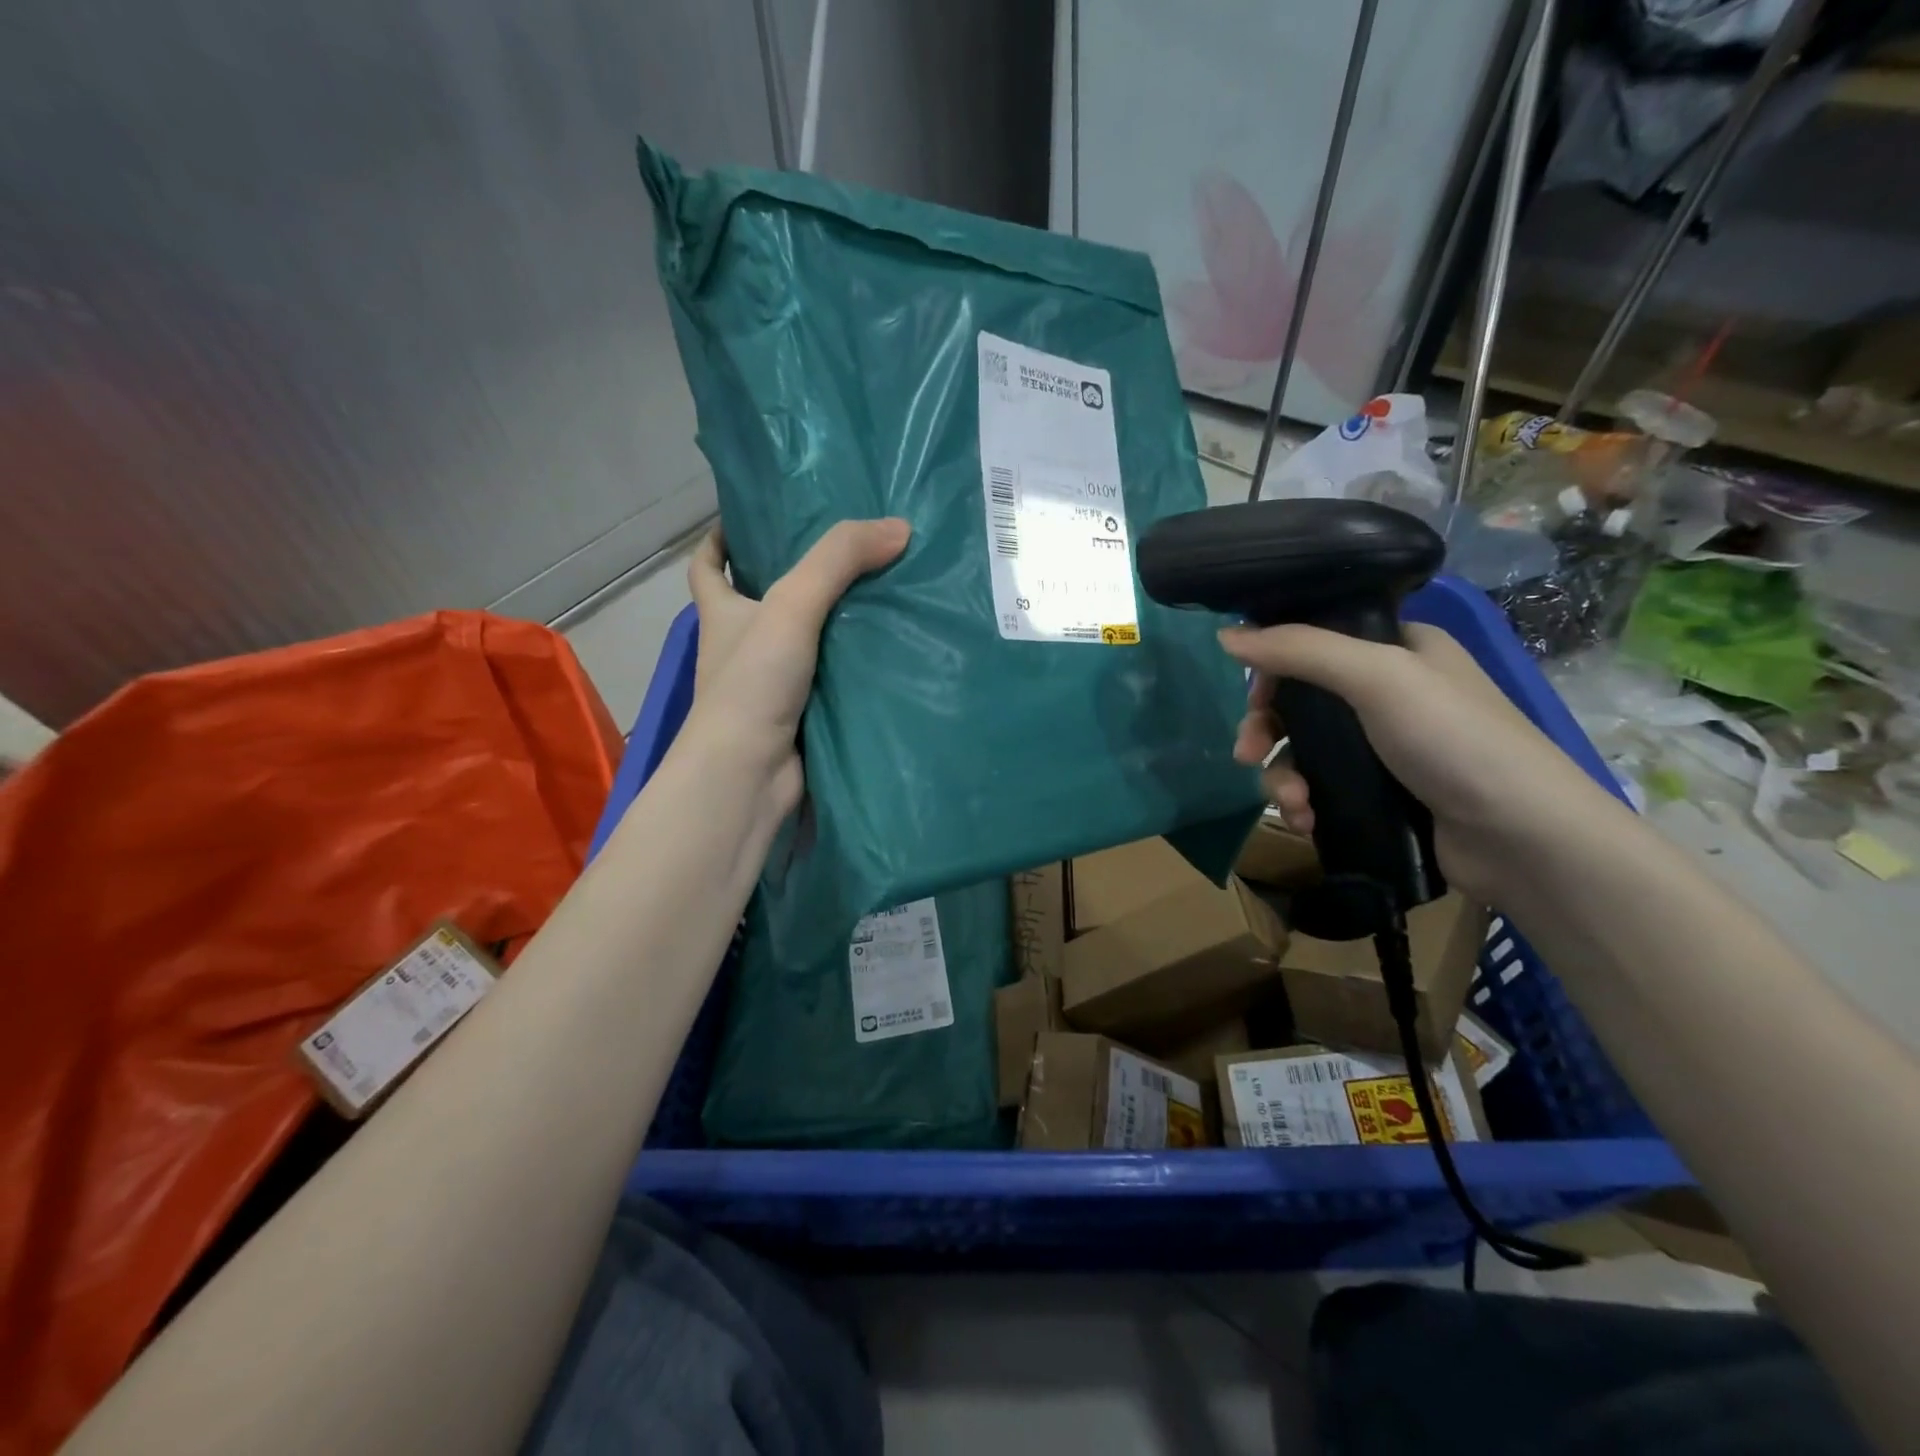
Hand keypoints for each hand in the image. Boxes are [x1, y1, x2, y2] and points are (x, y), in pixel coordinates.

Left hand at [685, 518, 910, 813]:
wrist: (749, 774)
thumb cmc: (753, 684)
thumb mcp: (792, 606)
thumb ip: (839, 560)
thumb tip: (900, 528)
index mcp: (723, 614)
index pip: (708, 567)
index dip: (720, 541)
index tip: (750, 522)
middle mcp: (742, 647)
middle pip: (764, 601)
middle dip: (797, 579)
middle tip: (849, 554)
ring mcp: (771, 685)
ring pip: (805, 643)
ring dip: (836, 625)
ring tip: (885, 594)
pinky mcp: (801, 716)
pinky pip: (831, 681)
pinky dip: (854, 668)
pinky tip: (890, 652)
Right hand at [1218, 622, 1613, 906]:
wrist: (1522, 838)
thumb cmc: (1453, 739)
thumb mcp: (1376, 677)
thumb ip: (1300, 651)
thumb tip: (1225, 635)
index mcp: (1399, 649)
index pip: (1316, 643)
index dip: (1276, 667)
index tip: (1254, 697)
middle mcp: (1391, 693)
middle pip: (1302, 701)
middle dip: (1268, 730)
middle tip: (1247, 754)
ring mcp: (1387, 747)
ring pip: (1306, 750)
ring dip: (1284, 776)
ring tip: (1291, 803)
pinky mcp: (1382, 793)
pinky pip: (1322, 787)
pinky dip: (1306, 802)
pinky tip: (1305, 820)